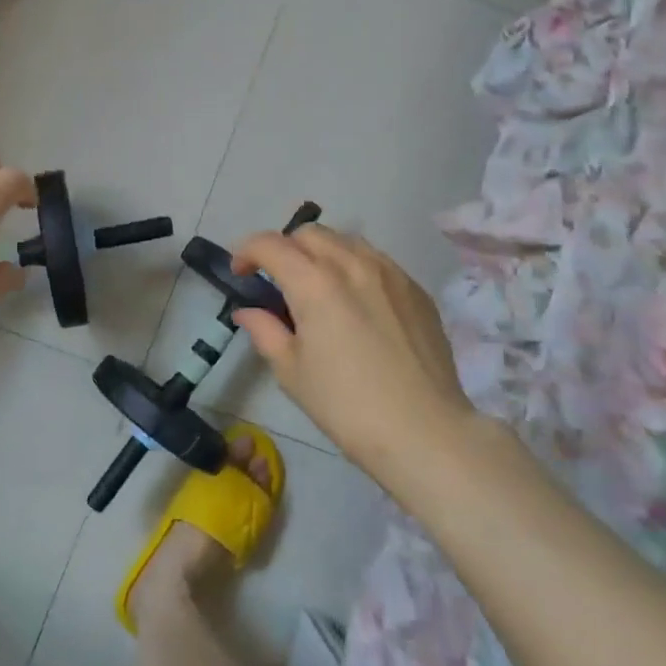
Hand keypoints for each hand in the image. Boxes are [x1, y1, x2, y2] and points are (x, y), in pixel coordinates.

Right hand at [231, 225, 475, 479]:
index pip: (270, 245)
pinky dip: (354, 268)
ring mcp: (390, 273)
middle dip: (285, 249)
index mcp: (314, 283)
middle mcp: (353, 264)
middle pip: (309, 234)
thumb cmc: (346, 406)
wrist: (424, 431)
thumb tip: (248, 311)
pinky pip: (377, 262)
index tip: (240, 274)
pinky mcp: (416, 289)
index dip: (247, 252)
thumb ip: (265, 331)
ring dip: (321, 254)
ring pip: (346, 241)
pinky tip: (356, 303)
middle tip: (278, 282)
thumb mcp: (292, 372)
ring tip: (318, 288)